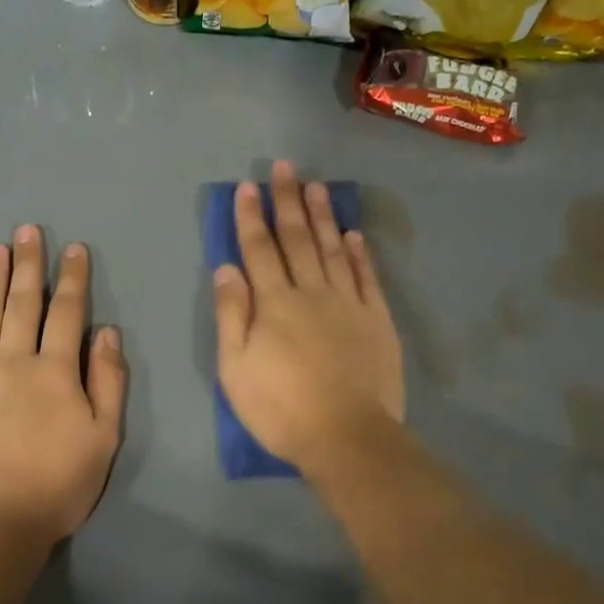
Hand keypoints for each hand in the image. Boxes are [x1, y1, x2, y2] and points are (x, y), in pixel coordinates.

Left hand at [0, 226, 126, 545]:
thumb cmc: (58, 483)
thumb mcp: (104, 437)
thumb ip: (108, 381)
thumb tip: (106, 332)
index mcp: (55, 371)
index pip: (67, 313)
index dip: (72, 278)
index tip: (74, 249)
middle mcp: (13, 361)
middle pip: (22, 303)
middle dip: (27, 264)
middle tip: (27, 230)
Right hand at [213, 161, 403, 477]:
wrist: (346, 436)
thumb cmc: (280, 408)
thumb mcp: (236, 368)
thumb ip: (231, 314)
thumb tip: (226, 267)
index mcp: (274, 303)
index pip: (259, 249)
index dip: (250, 217)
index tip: (247, 187)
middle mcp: (312, 292)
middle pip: (298, 239)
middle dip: (288, 201)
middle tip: (285, 168)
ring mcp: (349, 304)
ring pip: (334, 249)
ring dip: (323, 216)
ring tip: (317, 187)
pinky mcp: (377, 321)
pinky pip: (368, 277)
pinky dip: (361, 254)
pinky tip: (355, 234)